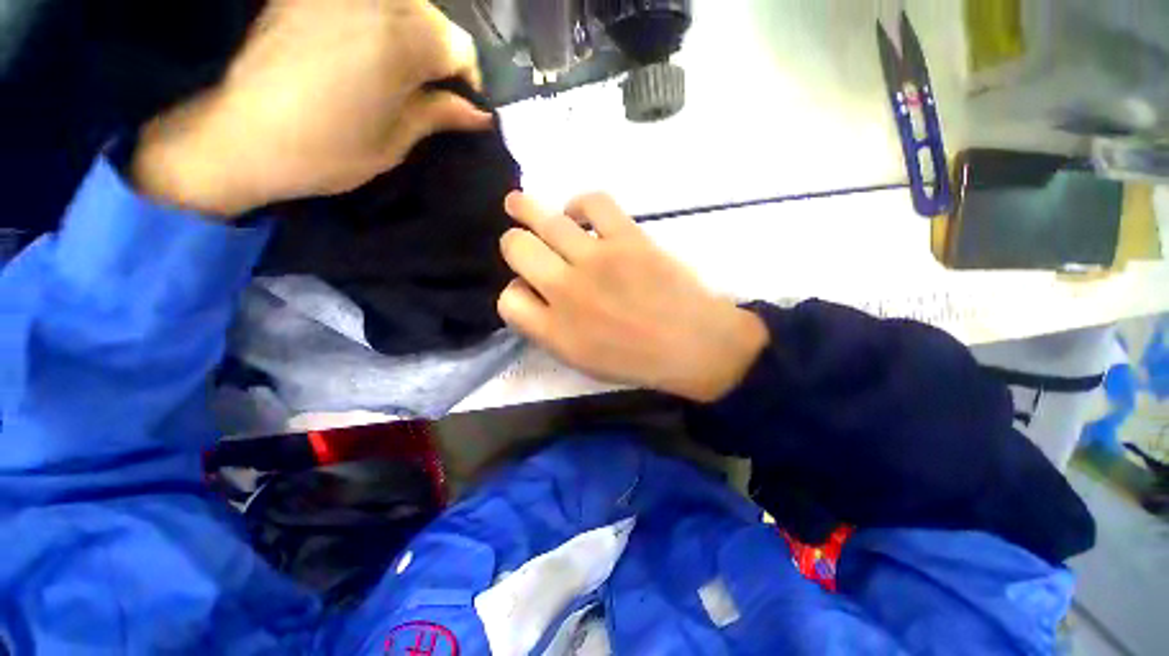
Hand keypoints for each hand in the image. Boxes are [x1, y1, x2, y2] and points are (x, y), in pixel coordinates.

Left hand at [131, 0, 490, 217]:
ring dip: (411, 33)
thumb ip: (439, 115)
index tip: (461, 104)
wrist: (240, 136)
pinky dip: (377, 19)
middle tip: (430, 88)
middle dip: (440, 53)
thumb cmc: (328, 151)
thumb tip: (479, 114)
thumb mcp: (396, 142)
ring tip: (398, 68)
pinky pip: (364, 2)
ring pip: (401, 4)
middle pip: (433, 18)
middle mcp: (373, 3)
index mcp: (400, 44)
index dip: (468, 79)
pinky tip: (365, 46)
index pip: (460, 47)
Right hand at [498, 192, 769, 402]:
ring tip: (517, 203)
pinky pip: (593, 203)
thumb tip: (533, 293)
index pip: (507, 299)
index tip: (528, 289)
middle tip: (521, 244)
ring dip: (525, 208)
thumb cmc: (637, 361)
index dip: (514, 291)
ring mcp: (597, 260)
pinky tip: (577, 213)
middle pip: (516, 249)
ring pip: (545, 221)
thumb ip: (548, 330)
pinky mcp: (628, 238)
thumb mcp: (581, 361)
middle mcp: (566, 292)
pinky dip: (579, 203)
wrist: (693, 345)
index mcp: (554, 332)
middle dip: (514, 245)